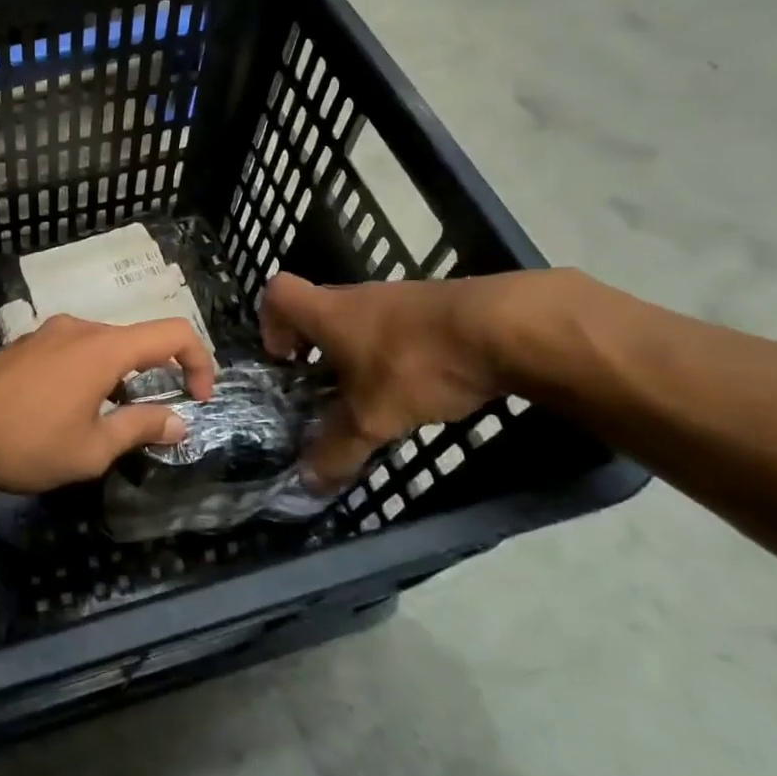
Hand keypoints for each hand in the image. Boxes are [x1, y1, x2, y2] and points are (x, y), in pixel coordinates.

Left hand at [0, 316, 216, 492]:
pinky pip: (74, 352)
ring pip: (103, 348)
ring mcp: (49, 332)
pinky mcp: (26, 344)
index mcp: (105, 347)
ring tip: (106, 424)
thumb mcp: (92, 448)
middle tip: (152, 422)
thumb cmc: (26, 441)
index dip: (199, 362)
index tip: (198, 399)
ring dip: (120, 380)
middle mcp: (80, 328)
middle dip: (157, 377)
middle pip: (137, 341)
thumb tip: (178, 422)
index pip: (173, 333)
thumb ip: (140, 429)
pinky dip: (90, 375)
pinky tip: (69, 412)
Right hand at [259, 271, 529, 487]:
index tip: (285, 361)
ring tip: (376, 396)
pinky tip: (421, 387)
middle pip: (320, 309)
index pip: (278, 293)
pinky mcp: (437, 307)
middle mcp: (358, 297)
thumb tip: (308, 482)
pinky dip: (399, 353)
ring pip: (363, 320)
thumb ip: (338, 449)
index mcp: (328, 312)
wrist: (505, 328)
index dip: (270, 324)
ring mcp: (400, 297)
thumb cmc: (416, 363)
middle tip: (326, 389)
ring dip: (360, 352)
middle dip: (317, 348)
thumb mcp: (373, 417)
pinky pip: (401, 327)